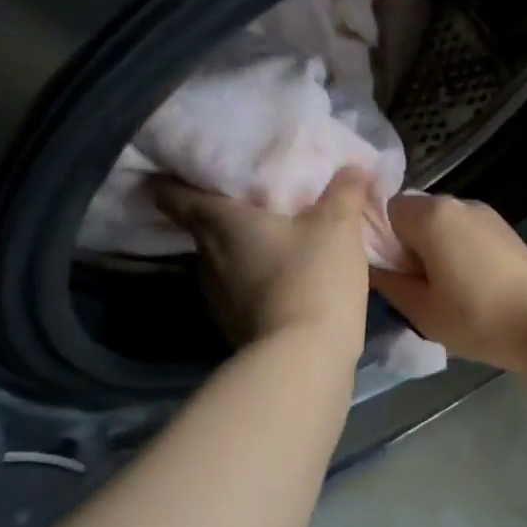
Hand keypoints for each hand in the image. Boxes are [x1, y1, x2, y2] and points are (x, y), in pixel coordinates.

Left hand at [153, 169, 371, 355]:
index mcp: (220, 223)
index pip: (173, 195)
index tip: (185, 170)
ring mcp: (216, 297)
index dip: (173, 180)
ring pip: (221, 262)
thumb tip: (353, 166)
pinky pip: (238, 291)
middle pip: (201, 228)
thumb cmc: (312, 278)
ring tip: (271, 241)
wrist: (304, 359)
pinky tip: (282, 281)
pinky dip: (254, 282)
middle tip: (251, 201)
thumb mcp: (339, 227)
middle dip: (222, 214)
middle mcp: (207, 258)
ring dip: (241, 251)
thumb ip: (344, 192)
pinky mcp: (233, 327)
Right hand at [368, 194, 526, 373]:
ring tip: (442, 294)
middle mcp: (457, 203)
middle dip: (405, 247)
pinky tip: (468, 289)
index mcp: (431, 215)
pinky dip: (456, 255)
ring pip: (440, 227)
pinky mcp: (505, 231)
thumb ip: (388, 283)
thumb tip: (370, 266)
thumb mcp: (422, 310)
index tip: (387, 275)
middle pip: (413, 216)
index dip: (378, 241)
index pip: (384, 211)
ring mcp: (485, 215)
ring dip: (432, 253)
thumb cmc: (479, 318)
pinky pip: (464, 236)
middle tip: (413, 289)